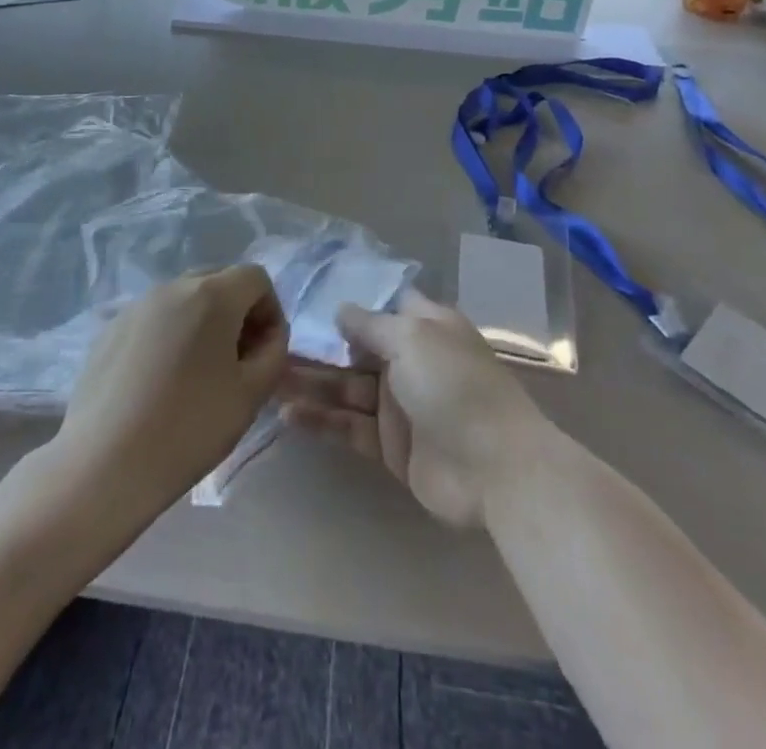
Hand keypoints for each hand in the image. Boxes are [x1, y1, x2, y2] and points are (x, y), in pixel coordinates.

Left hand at [54, 264, 288, 515]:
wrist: (104, 464)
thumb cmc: (189, 428)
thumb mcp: (251, 395)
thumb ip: (273, 353)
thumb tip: (268, 335)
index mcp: (211, 295)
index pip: (256, 278)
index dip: (270, 311)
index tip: (264, 354)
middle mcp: (172, 287)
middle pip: (219, 281)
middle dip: (237, 313)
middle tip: (236, 362)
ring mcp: (137, 305)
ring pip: (185, 299)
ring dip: (203, 323)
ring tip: (198, 375)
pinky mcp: (110, 328)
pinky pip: (155, 318)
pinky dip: (170, 336)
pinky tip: (161, 383)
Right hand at [279, 289, 549, 528]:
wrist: (496, 468)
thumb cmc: (454, 385)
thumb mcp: (412, 338)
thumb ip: (370, 324)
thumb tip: (341, 311)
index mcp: (424, 328)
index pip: (382, 306)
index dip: (351, 303)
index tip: (307, 298)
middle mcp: (410, 361)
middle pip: (356, 349)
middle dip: (318, 347)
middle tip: (272, 345)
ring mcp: (399, 406)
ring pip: (346, 389)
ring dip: (311, 384)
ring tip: (270, 380)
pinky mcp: (390, 447)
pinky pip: (349, 427)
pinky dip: (321, 420)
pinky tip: (288, 414)